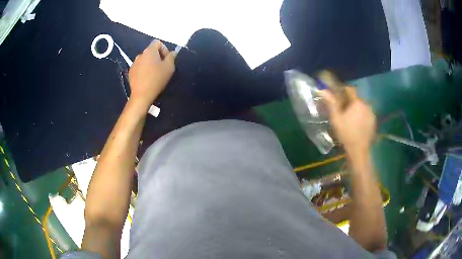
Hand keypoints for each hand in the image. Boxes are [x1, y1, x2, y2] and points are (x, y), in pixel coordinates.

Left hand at [128, 40, 175, 108]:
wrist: (142, 95)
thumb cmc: (157, 79)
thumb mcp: (169, 67)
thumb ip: (172, 57)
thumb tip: (173, 52)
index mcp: (149, 51)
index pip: (158, 42)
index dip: (164, 49)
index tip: (167, 60)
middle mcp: (140, 54)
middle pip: (151, 51)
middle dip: (157, 57)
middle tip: (162, 68)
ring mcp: (134, 64)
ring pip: (145, 60)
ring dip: (150, 64)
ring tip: (154, 74)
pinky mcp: (130, 72)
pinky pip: (139, 67)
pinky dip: (144, 70)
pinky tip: (147, 79)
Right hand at [319, 87, 375, 153]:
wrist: (358, 150)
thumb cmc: (346, 133)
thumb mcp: (336, 118)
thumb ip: (331, 103)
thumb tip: (323, 90)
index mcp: (357, 102)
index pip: (350, 89)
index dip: (342, 90)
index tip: (337, 96)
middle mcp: (366, 104)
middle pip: (356, 98)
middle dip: (349, 101)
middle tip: (342, 110)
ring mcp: (371, 113)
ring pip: (362, 106)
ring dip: (356, 108)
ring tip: (350, 118)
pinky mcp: (374, 121)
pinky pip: (366, 113)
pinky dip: (362, 115)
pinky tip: (357, 124)